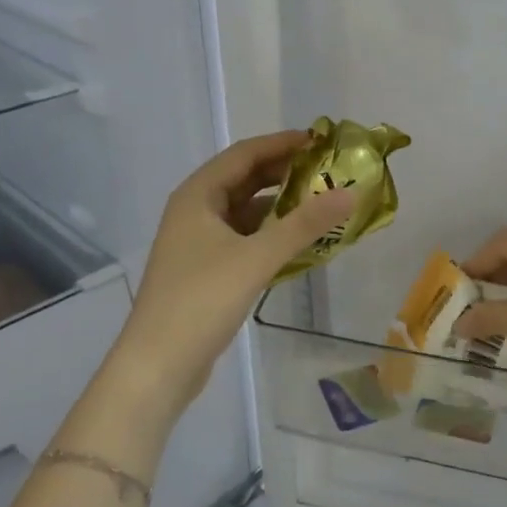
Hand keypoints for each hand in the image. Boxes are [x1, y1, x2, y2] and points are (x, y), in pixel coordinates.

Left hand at [105, 132, 355, 417]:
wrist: (158, 365)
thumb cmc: (201, 300)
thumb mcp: (257, 257)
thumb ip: (304, 224)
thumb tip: (349, 192)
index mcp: (198, 196)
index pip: (244, 154)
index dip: (282, 143)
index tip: (322, 141)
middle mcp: (195, 211)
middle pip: (245, 180)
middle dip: (285, 174)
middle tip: (329, 172)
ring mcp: (199, 242)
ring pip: (246, 212)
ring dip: (281, 207)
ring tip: (322, 205)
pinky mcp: (206, 270)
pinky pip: (245, 239)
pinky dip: (272, 235)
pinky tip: (301, 244)